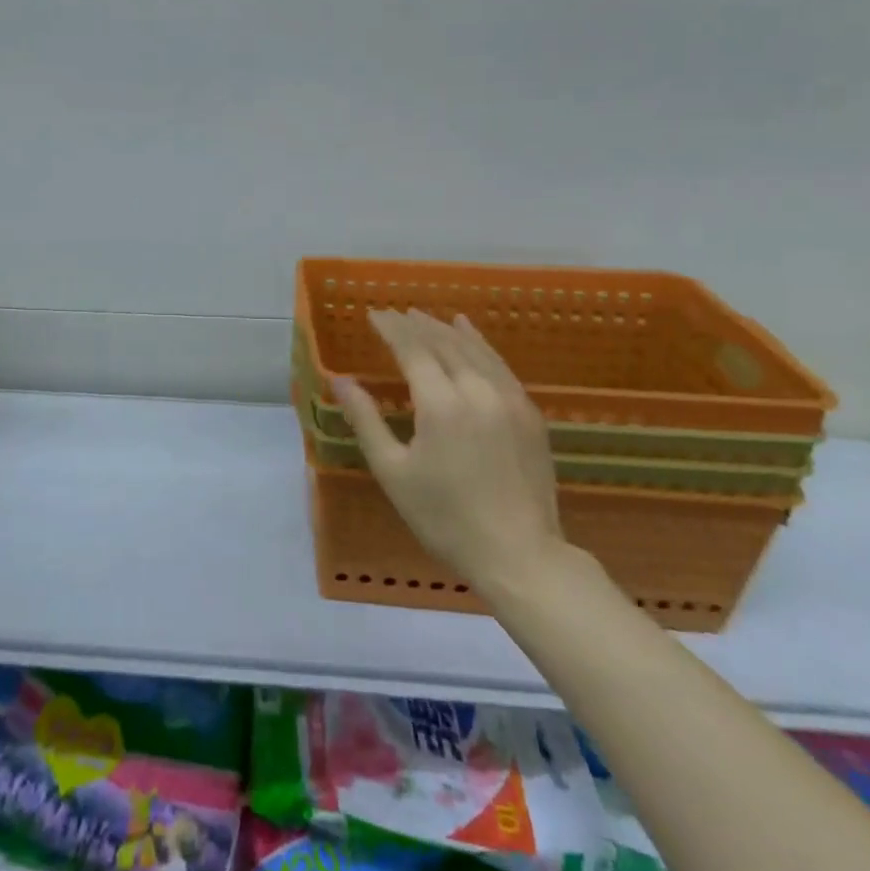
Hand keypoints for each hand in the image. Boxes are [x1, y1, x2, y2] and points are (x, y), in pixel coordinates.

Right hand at [332, 309, 565, 601]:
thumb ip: (366, 420)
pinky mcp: (530, 413)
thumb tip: (339, 380)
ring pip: (475, 349)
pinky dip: (480, 344)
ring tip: (424, 316)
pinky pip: (500, 365)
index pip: (412, 349)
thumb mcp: (393, 471)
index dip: (391, 329)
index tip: (373, 315)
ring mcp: (510, 399)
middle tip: (394, 314)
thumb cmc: (444, 518)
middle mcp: (477, 390)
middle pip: (443, 343)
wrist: (520, 556)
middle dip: (416, 324)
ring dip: (446, 329)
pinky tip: (471, 335)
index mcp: (441, 404)